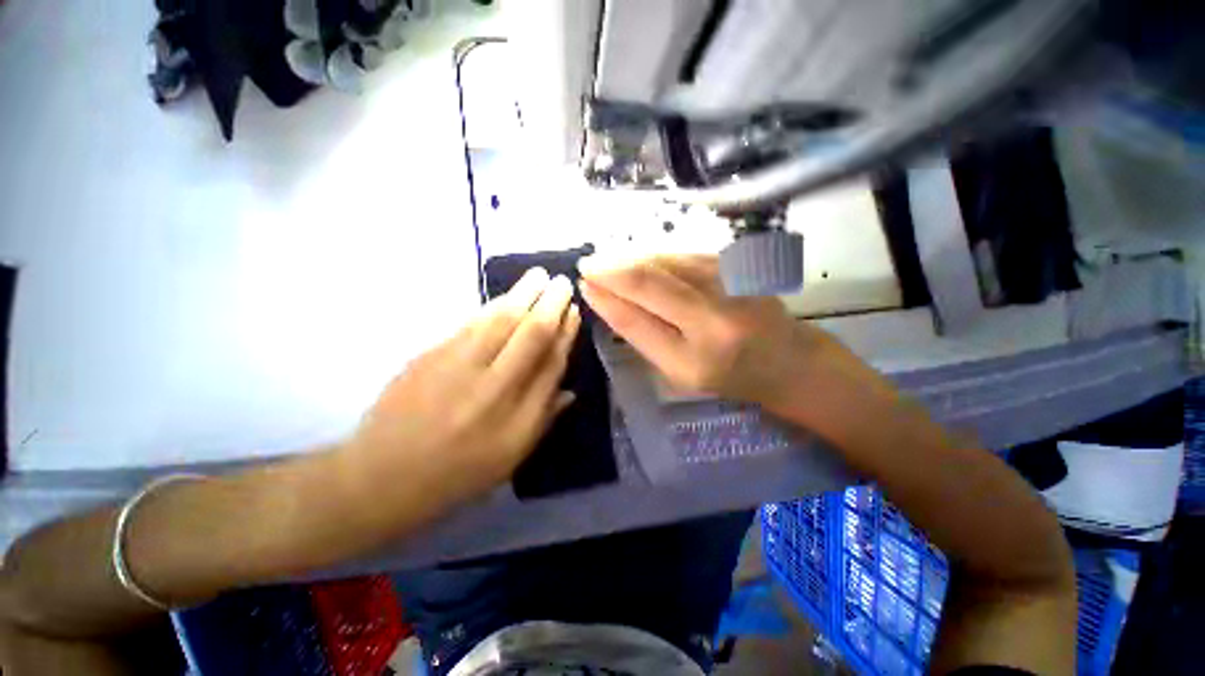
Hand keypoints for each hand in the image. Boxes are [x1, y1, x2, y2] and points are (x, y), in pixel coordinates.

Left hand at [338, 268, 580, 523]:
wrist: (382, 476)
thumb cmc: (457, 473)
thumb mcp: (511, 458)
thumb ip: (543, 419)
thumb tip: (570, 390)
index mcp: (518, 418)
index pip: (551, 364)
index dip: (566, 335)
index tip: (574, 314)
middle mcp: (494, 388)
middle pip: (530, 334)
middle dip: (550, 304)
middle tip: (562, 282)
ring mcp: (459, 368)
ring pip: (500, 321)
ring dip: (523, 294)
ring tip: (538, 275)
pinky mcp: (431, 357)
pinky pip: (471, 324)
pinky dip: (492, 306)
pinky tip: (504, 297)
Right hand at [578, 254, 829, 407]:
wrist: (788, 361)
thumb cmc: (730, 377)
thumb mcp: (680, 371)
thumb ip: (643, 335)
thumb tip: (607, 301)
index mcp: (697, 355)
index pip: (639, 316)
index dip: (607, 296)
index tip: (583, 283)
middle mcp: (715, 313)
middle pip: (651, 280)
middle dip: (612, 268)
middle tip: (587, 265)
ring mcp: (729, 283)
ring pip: (665, 260)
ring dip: (630, 257)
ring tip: (606, 261)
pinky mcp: (734, 265)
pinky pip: (682, 255)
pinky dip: (654, 256)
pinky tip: (637, 257)